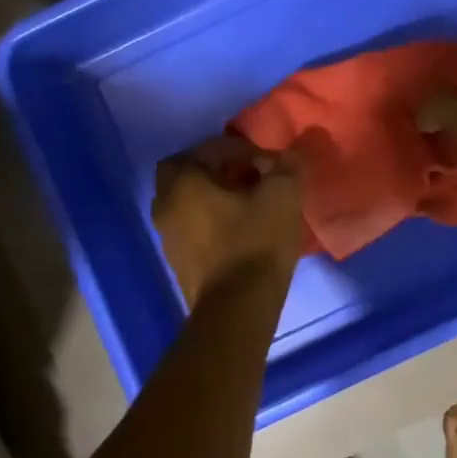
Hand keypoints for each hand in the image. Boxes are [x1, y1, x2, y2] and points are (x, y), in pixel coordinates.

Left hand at [152, 137, 304, 306]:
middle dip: (217, 168)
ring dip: (213, 195)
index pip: (209, 148)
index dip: (242, 149)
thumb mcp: (283, 196)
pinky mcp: (178, 261)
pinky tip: (240, 229)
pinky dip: (211, 219)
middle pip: (187, 172)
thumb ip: (287, 166)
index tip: (269, 163)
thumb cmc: (255, 243)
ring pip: (187, 200)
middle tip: (248, 175)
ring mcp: (168, 236)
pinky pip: (192, 226)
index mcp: (184, 181)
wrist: (238, 309)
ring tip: (248, 203)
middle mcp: (166, 204)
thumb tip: (290, 156)